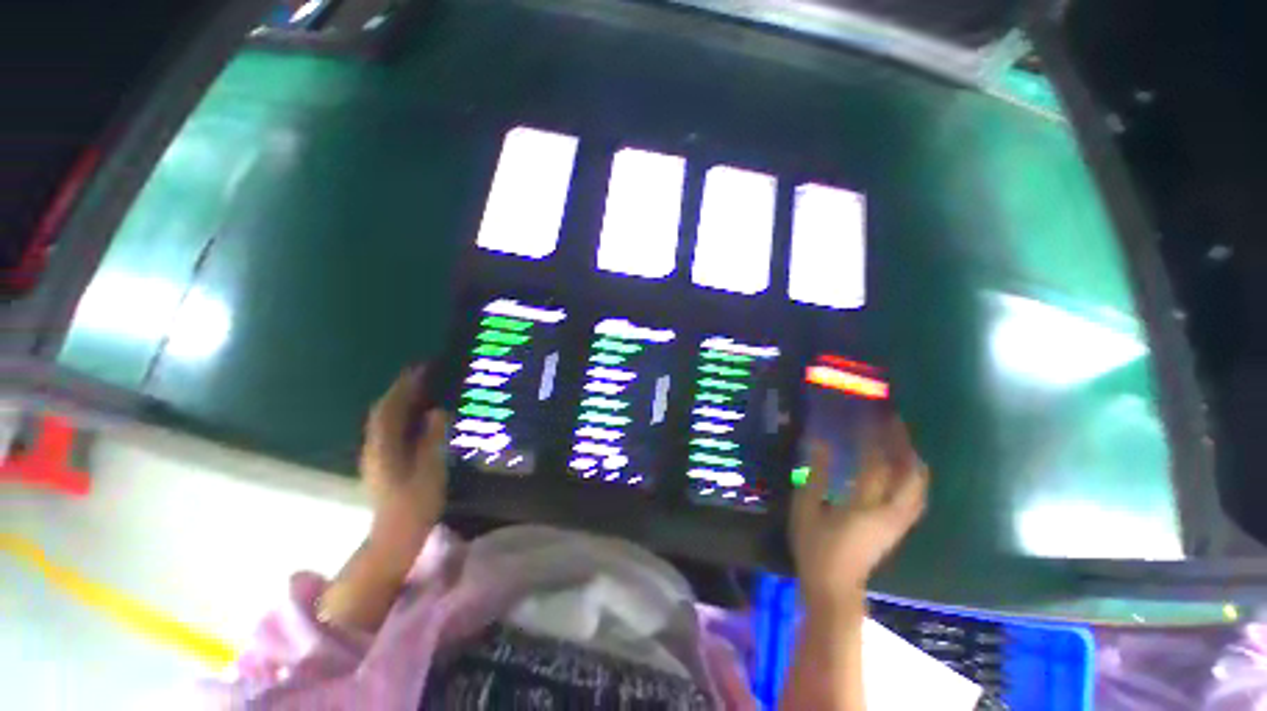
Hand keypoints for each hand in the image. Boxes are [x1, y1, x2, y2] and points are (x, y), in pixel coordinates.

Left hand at [360, 366, 449, 554]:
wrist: (396, 535)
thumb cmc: (416, 502)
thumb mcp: (430, 468)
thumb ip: (432, 438)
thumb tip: (437, 410)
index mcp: (385, 447)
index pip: (391, 408)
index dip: (404, 386)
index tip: (421, 367)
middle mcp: (375, 447)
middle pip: (384, 411)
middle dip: (401, 389)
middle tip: (423, 374)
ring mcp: (376, 456)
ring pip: (385, 420)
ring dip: (400, 401)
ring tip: (422, 388)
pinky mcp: (382, 463)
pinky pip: (390, 429)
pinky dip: (401, 415)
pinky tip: (417, 416)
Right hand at [790, 415, 928, 616]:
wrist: (834, 588)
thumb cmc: (815, 547)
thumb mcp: (806, 509)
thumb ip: (815, 475)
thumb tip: (820, 443)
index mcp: (864, 506)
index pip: (876, 465)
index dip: (875, 438)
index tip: (871, 416)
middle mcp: (889, 512)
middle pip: (908, 474)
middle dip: (904, 445)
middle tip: (895, 422)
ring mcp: (897, 522)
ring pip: (918, 487)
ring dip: (913, 460)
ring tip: (903, 440)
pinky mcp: (897, 529)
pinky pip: (916, 498)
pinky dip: (915, 478)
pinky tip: (905, 469)